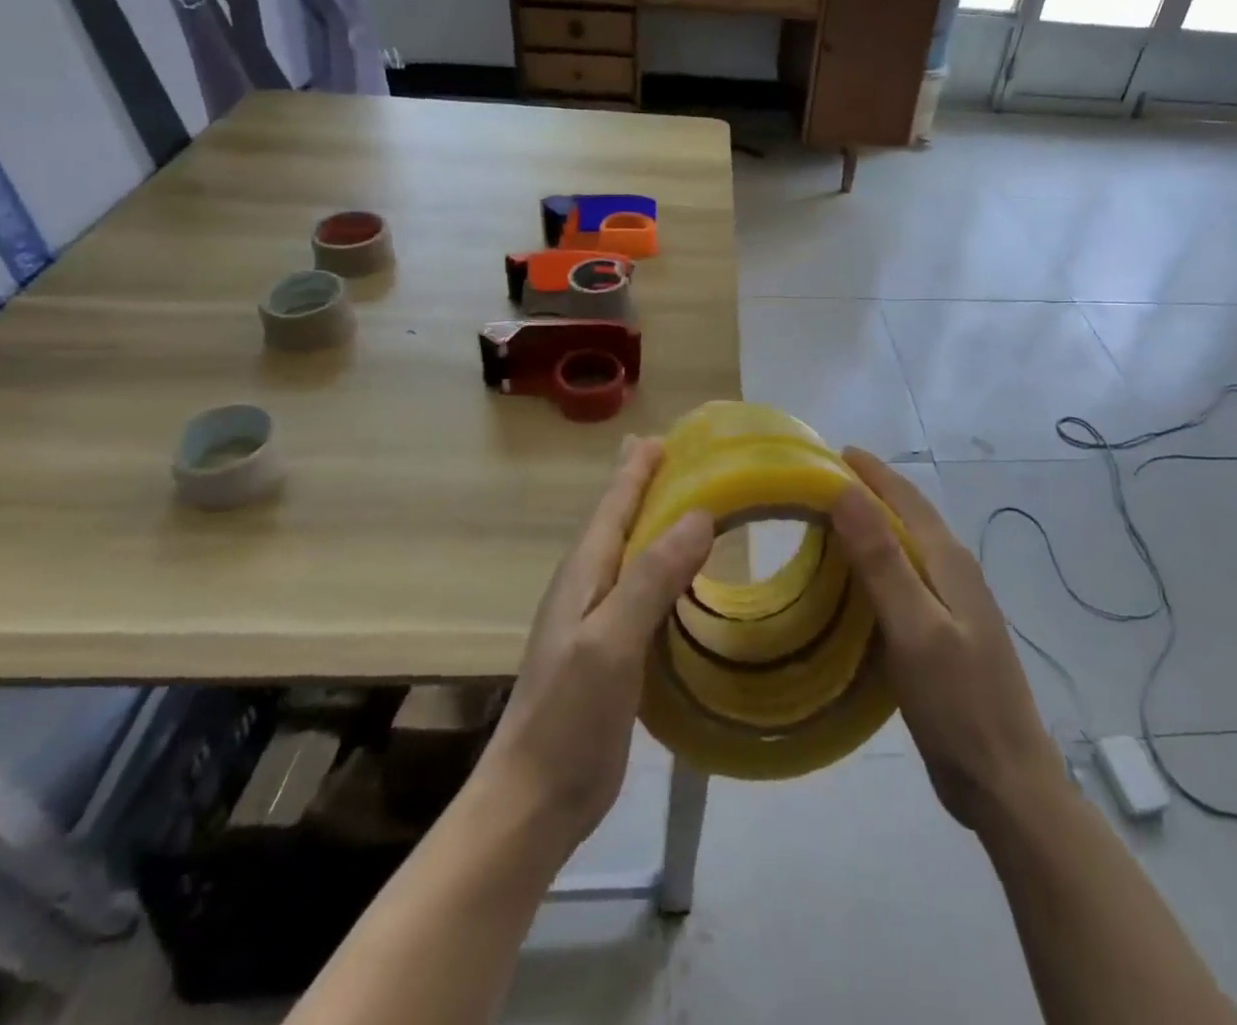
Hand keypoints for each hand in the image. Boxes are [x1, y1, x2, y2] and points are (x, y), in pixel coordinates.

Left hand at [474, 436, 712, 860]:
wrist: (536, 799)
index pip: (614, 503)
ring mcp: (600, 621)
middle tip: (683, 458)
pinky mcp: (615, 652)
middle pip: (623, 521)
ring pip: (636, 555)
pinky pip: (647, 593)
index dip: (637, 468)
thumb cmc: (568, 715)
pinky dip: (669, 571)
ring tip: (694, 506)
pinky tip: (689, 577)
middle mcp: (590, 586)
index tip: (664, 436)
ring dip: (661, 526)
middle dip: (648, 486)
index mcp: (585, 572)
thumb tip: (700, 515)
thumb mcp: (611, 640)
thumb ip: (652, 577)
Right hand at [832, 450, 1064, 835]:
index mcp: (949, 562)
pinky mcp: (942, 635)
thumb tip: (846, 490)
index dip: (870, 472)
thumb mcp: (914, 627)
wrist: (1005, 783)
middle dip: (868, 493)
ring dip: (869, 530)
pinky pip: (903, 583)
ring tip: (825, 525)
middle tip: (816, 485)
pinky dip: (874, 568)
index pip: (905, 498)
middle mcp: (953, 573)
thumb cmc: (958, 703)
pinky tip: (851, 584)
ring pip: (904, 550)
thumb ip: (882, 559)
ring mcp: (951, 606)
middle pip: (906, 518)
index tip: (830, 452)